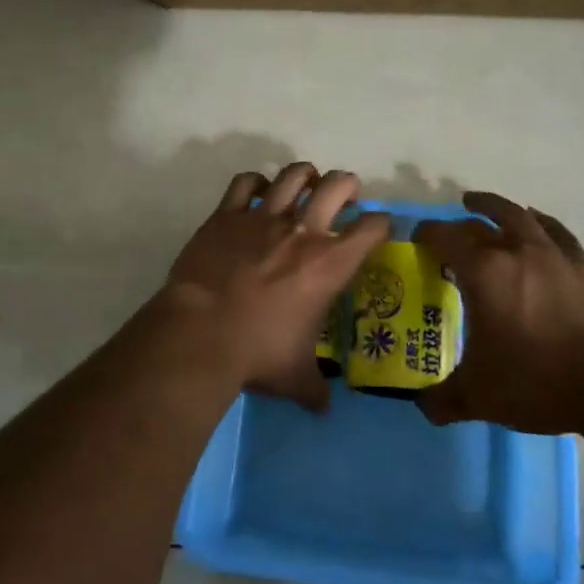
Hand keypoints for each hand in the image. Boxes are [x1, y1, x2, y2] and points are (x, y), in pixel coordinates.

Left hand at [160, 163, 390, 411]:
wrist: (201, 333)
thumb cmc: (257, 352)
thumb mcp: (296, 376)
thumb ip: (315, 388)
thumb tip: (324, 408)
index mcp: (330, 264)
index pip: (372, 228)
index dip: (382, 224)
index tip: (379, 229)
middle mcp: (303, 231)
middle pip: (337, 185)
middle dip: (348, 185)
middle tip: (345, 197)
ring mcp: (264, 217)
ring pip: (293, 175)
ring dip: (305, 175)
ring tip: (306, 184)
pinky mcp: (227, 215)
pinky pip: (245, 183)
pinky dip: (255, 182)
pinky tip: (258, 191)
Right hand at [415, 192, 583, 434]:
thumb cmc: (537, 381)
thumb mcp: (480, 396)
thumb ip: (444, 399)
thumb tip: (425, 407)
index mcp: (484, 273)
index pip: (445, 237)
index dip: (426, 234)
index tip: (416, 239)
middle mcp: (515, 251)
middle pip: (479, 224)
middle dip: (457, 225)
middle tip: (447, 235)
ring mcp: (552, 254)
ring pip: (518, 215)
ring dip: (495, 207)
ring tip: (481, 204)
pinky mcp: (582, 265)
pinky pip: (555, 230)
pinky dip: (538, 221)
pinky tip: (535, 221)